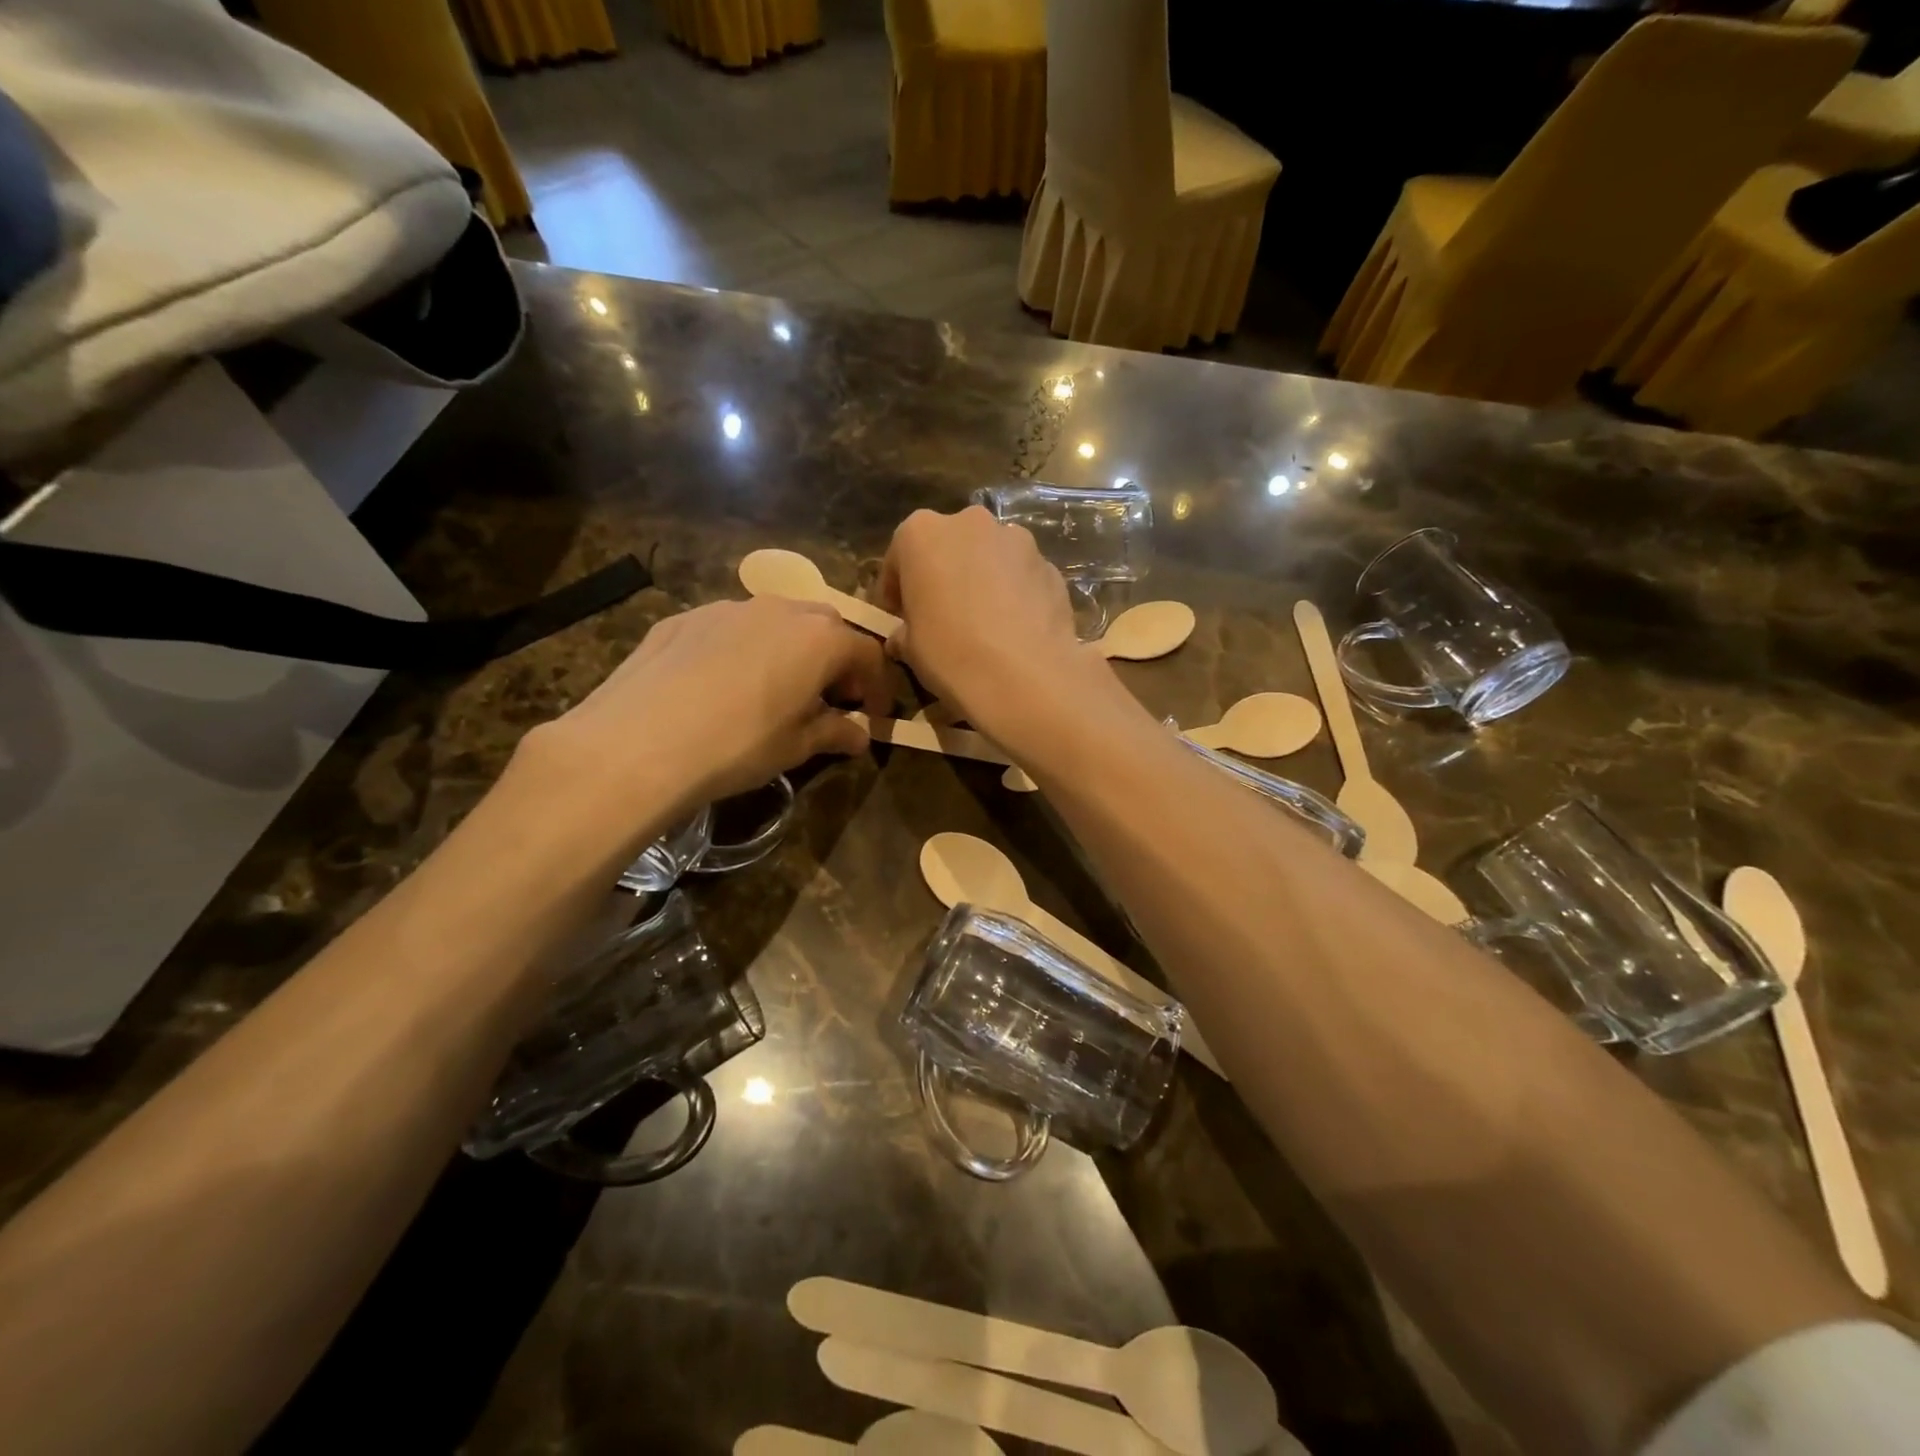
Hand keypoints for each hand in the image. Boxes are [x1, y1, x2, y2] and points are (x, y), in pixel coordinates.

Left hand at [527, 597, 889, 815]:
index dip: (878, 687)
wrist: (638, 742)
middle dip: (836, 660)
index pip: (867, 653)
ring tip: (777, 689)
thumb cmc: (738, 745)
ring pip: (776, 620)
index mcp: (819, 638)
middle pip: (825, 626)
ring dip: (790, 649)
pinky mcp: (684, 617)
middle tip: (829, 699)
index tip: (874, 717)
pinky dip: (744, 649)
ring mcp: (727, 607)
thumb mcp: (796, 747)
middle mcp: (779, 609)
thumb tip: (859, 735)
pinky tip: (723, 686)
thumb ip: (834, 733)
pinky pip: (731, 628)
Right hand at [879, 506, 1100, 738]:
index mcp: (921, 533)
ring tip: (983, 623)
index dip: (896, 591)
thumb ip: (904, 632)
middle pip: (949, 547)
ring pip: (990, 557)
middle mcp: (970, 523)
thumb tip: (904, 637)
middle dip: (943, 575)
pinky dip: (1014, 595)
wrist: (1025, 676)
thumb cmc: (950, 654)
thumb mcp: (910, 649)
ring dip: (982, 580)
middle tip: (941, 615)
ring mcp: (1017, 540)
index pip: (899, 557)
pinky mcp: (1050, 566)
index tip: (897, 617)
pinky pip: (1021, 577)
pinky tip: (1013, 630)